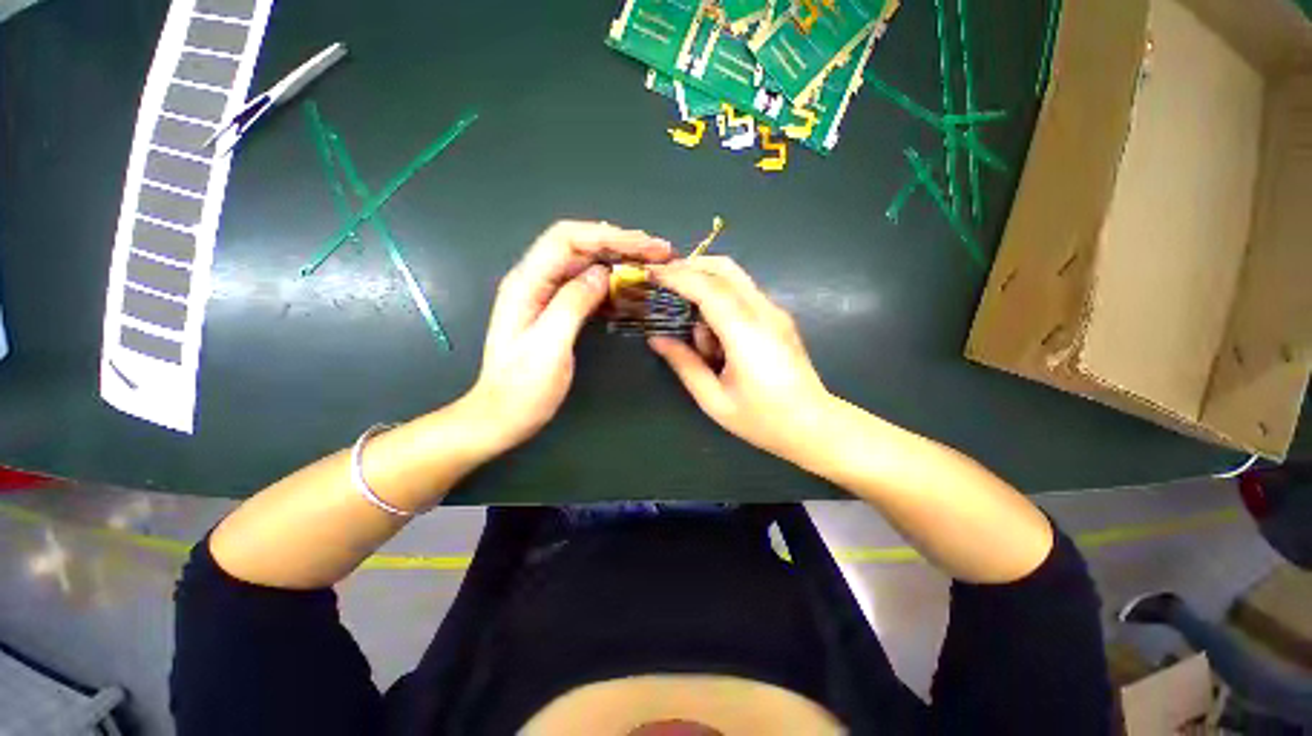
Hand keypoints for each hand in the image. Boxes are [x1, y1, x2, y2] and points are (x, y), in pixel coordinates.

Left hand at [468, 221, 672, 451]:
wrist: (503, 416)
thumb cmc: (523, 388)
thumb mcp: (549, 347)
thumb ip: (573, 304)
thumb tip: (602, 273)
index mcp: (527, 283)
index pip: (567, 239)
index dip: (607, 236)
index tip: (644, 245)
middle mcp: (535, 281)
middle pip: (580, 246)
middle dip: (620, 243)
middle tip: (659, 251)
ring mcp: (546, 296)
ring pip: (586, 264)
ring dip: (620, 260)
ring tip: (652, 264)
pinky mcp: (557, 311)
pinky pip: (588, 287)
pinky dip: (612, 282)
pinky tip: (632, 288)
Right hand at [646, 256, 835, 461]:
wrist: (815, 426)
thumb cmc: (762, 419)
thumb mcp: (714, 399)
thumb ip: (685, 364)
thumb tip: (657, 339)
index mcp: (746, 333)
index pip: (708, 289)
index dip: (677, 277)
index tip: (651, 273)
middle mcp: (764, 312)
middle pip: (726, 269)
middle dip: (691, 267)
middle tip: (664, 281)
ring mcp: (775, 312)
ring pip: (736, 278)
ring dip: (706, 286)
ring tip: (693, 327)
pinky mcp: (779, 318)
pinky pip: (744, 294)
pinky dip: (721, 298)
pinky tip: (713, 331)